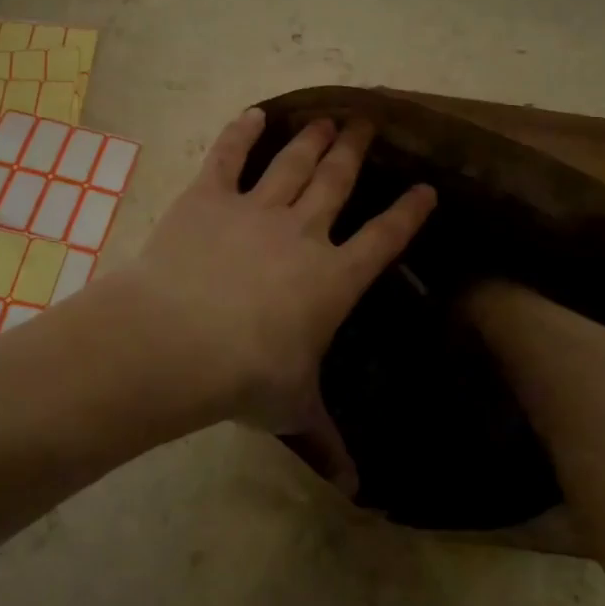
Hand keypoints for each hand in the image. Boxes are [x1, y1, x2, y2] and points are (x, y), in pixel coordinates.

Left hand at [122, 108, 434, 491]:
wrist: (179, 340)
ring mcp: (255, 209)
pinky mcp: (209, 196)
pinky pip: (229, 156)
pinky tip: (255, 114)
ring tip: (329, 117)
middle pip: (337, 182)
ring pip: (293, 163)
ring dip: (313, 138)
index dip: (408, 213)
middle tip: (368, 123)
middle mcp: (303, 233)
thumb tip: (357, 491)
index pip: (384, 239)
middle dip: (355, 151)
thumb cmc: (245, 377)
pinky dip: (241, 132)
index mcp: (333, 278)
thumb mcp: (292, 409)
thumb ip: (325, 440)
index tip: (425, 189)